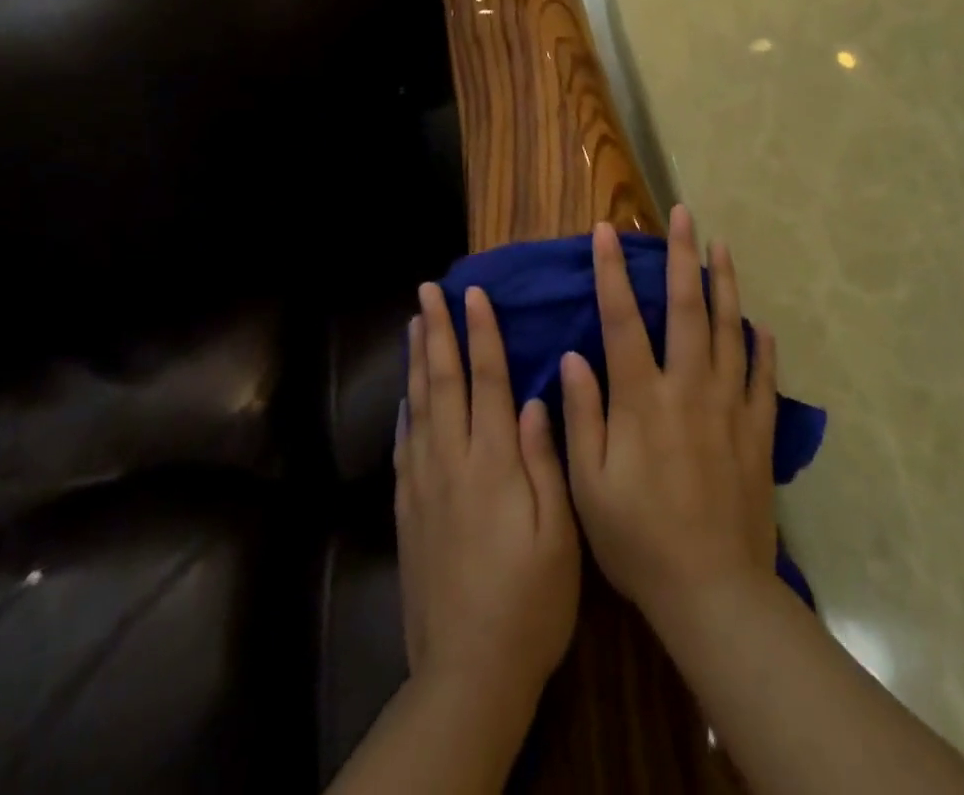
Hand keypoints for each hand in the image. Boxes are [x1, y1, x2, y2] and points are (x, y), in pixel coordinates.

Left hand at [395, 281, 580, 710]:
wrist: (468, 672)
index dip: (481, 333)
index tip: (474, 294)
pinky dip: (404, 412)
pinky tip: (406, 397)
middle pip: (443, 382)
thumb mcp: (559, 534)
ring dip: (417, 360)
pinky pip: (403, 447)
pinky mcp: (408, 513)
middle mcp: (453, 462)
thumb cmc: (531, 601)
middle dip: (437, 332)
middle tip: (428, 291)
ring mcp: (424, 487)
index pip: (487, 380)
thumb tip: (533, 399)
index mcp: (494, 463)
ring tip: (414, 324)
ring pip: (419, 407)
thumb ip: (544, 461)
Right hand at [560, 206, 779, 629]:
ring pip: (728, 329)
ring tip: (721, 245)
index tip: (606, 232)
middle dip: (681, 255)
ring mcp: (729, 404)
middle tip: (682, 215)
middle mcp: (688, 387)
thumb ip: (582, 416)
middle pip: (686, 306)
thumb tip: (574, 356)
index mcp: (642, 398)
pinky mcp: (757, 429)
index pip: (622, 319)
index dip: (611, 272)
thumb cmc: (638, 540)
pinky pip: (762, 375)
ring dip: (724, 283)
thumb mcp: (589, 486)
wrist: (712, 591)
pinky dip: (761, 345)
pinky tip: (759, 323)